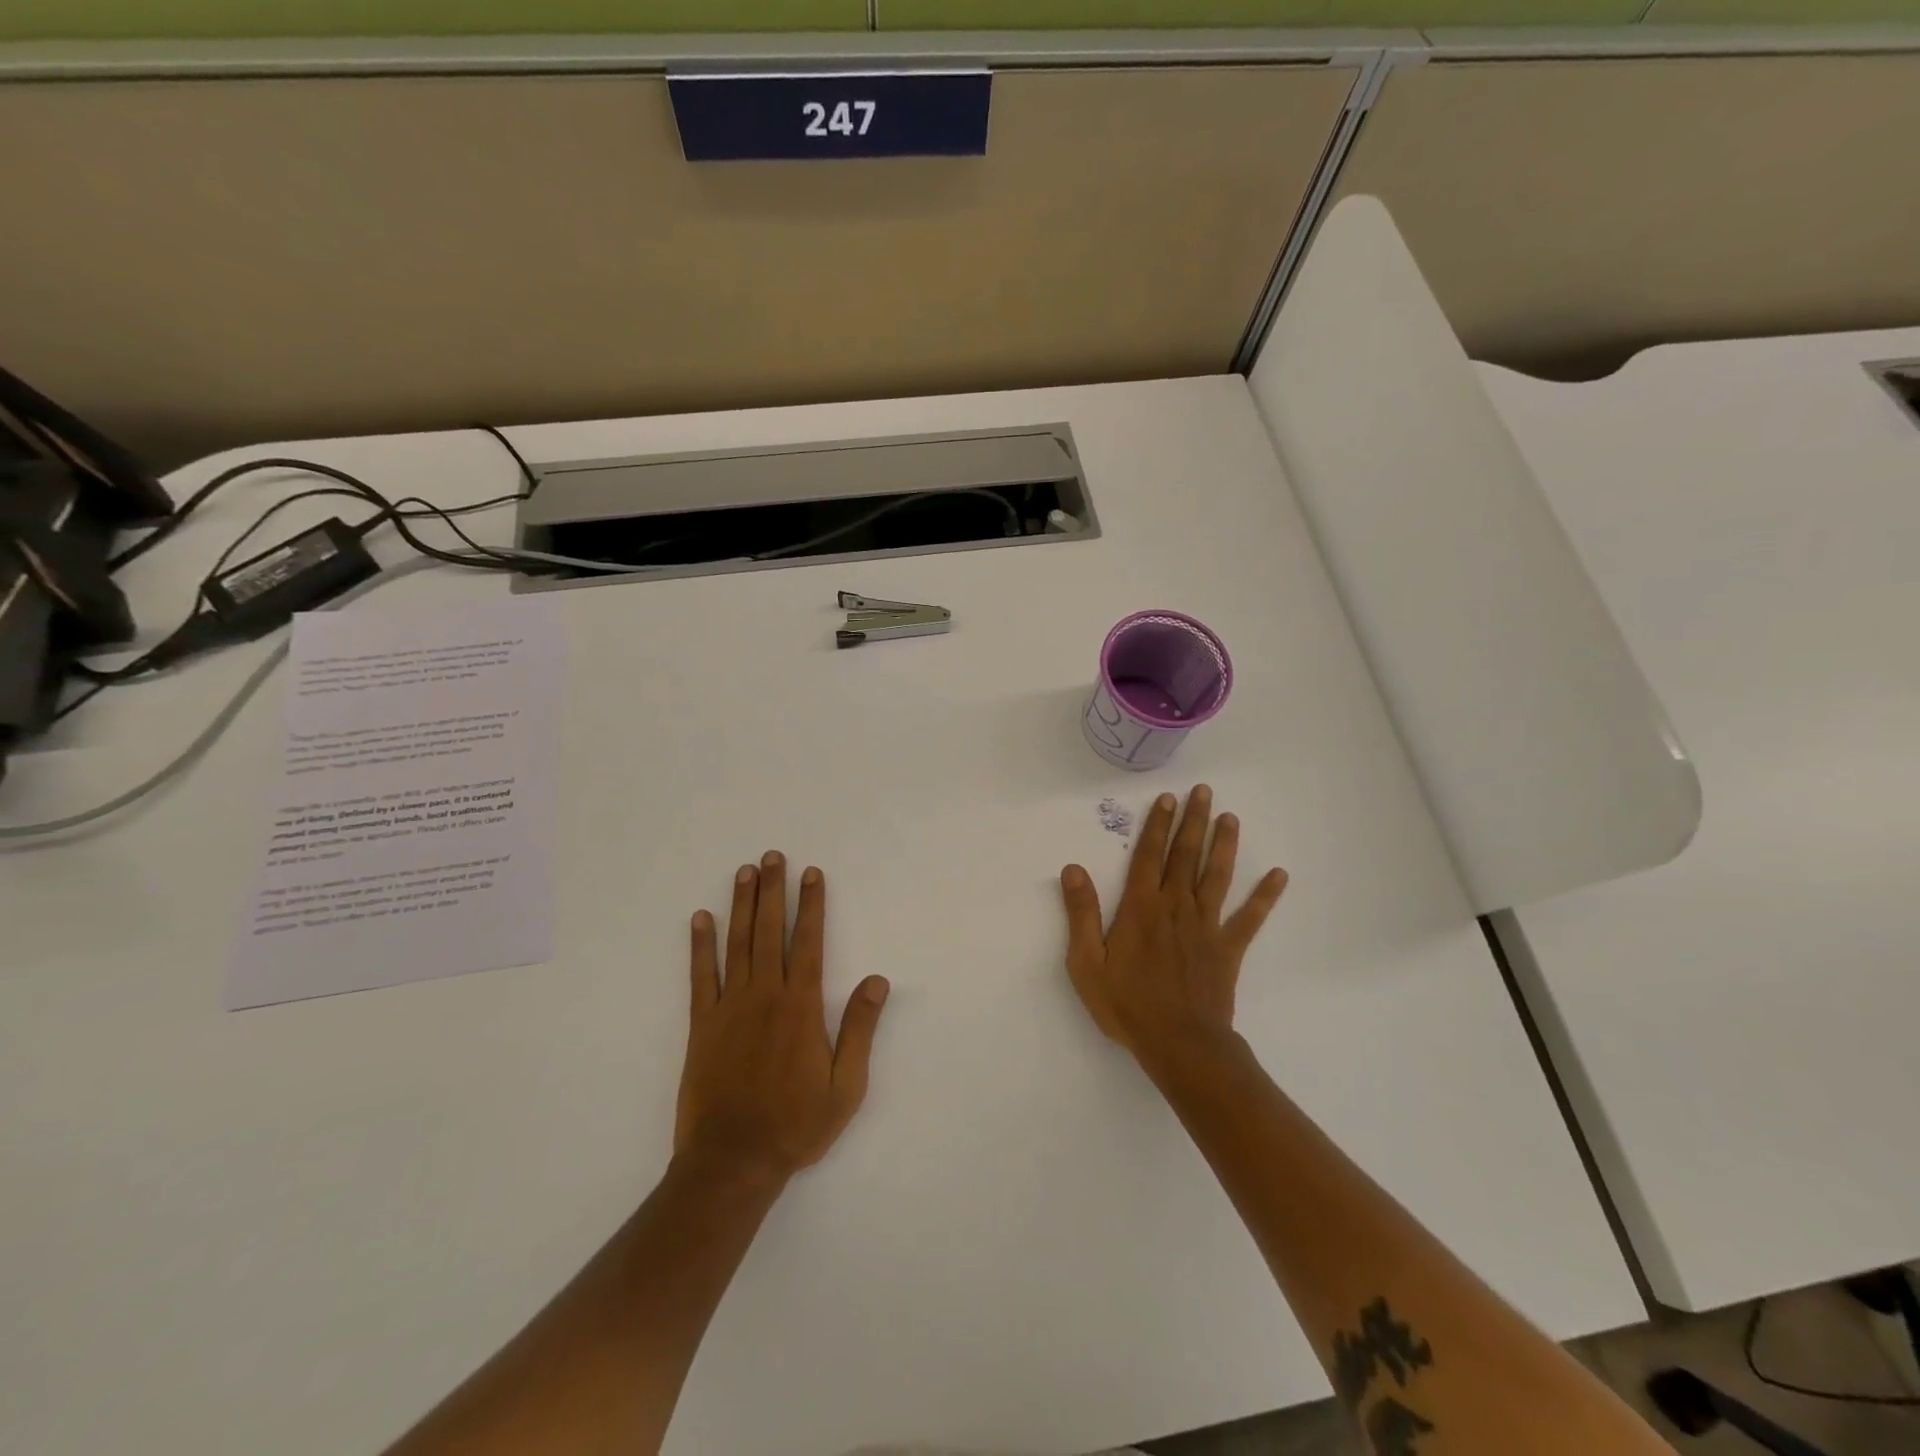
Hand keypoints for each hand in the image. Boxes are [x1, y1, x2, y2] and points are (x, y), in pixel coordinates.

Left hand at [675, 852, 889, 1182]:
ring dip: (741, 905)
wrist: (732, 1162)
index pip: (809, 942)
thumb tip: (878, 980)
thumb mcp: (846, 1085)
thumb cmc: (796, 1124)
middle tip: (772, 856)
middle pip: (770, 931)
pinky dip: (700, 945)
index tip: (812, 874)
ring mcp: (729, 1007)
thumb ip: (859, 1029)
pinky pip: (701, 976)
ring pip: (737, 944)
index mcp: (801, 1007)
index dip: (811, 905)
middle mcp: (765, 996)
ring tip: (744, 872)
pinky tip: (701, 919)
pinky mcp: (702, 1025)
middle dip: (773, 890)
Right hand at [1059, 785, 1287, 1072]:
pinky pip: (1249, 917)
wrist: (1180, 1045)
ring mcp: (1206, 926)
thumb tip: (1073, 869)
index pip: (1148, 857)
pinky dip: (1265, 896)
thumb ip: (1082, 914)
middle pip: (1185, 856)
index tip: (1167, 799)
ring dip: (1224, 845)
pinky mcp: (1228, 948)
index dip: (1157, 826)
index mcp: (1141, 909)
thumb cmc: (1128, 1005)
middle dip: (1193, 822)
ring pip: (1216, 876)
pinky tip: (1279, 875)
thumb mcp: (1087, 963)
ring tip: (1230, 818)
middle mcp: (1175, 907)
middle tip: (1202, 792)